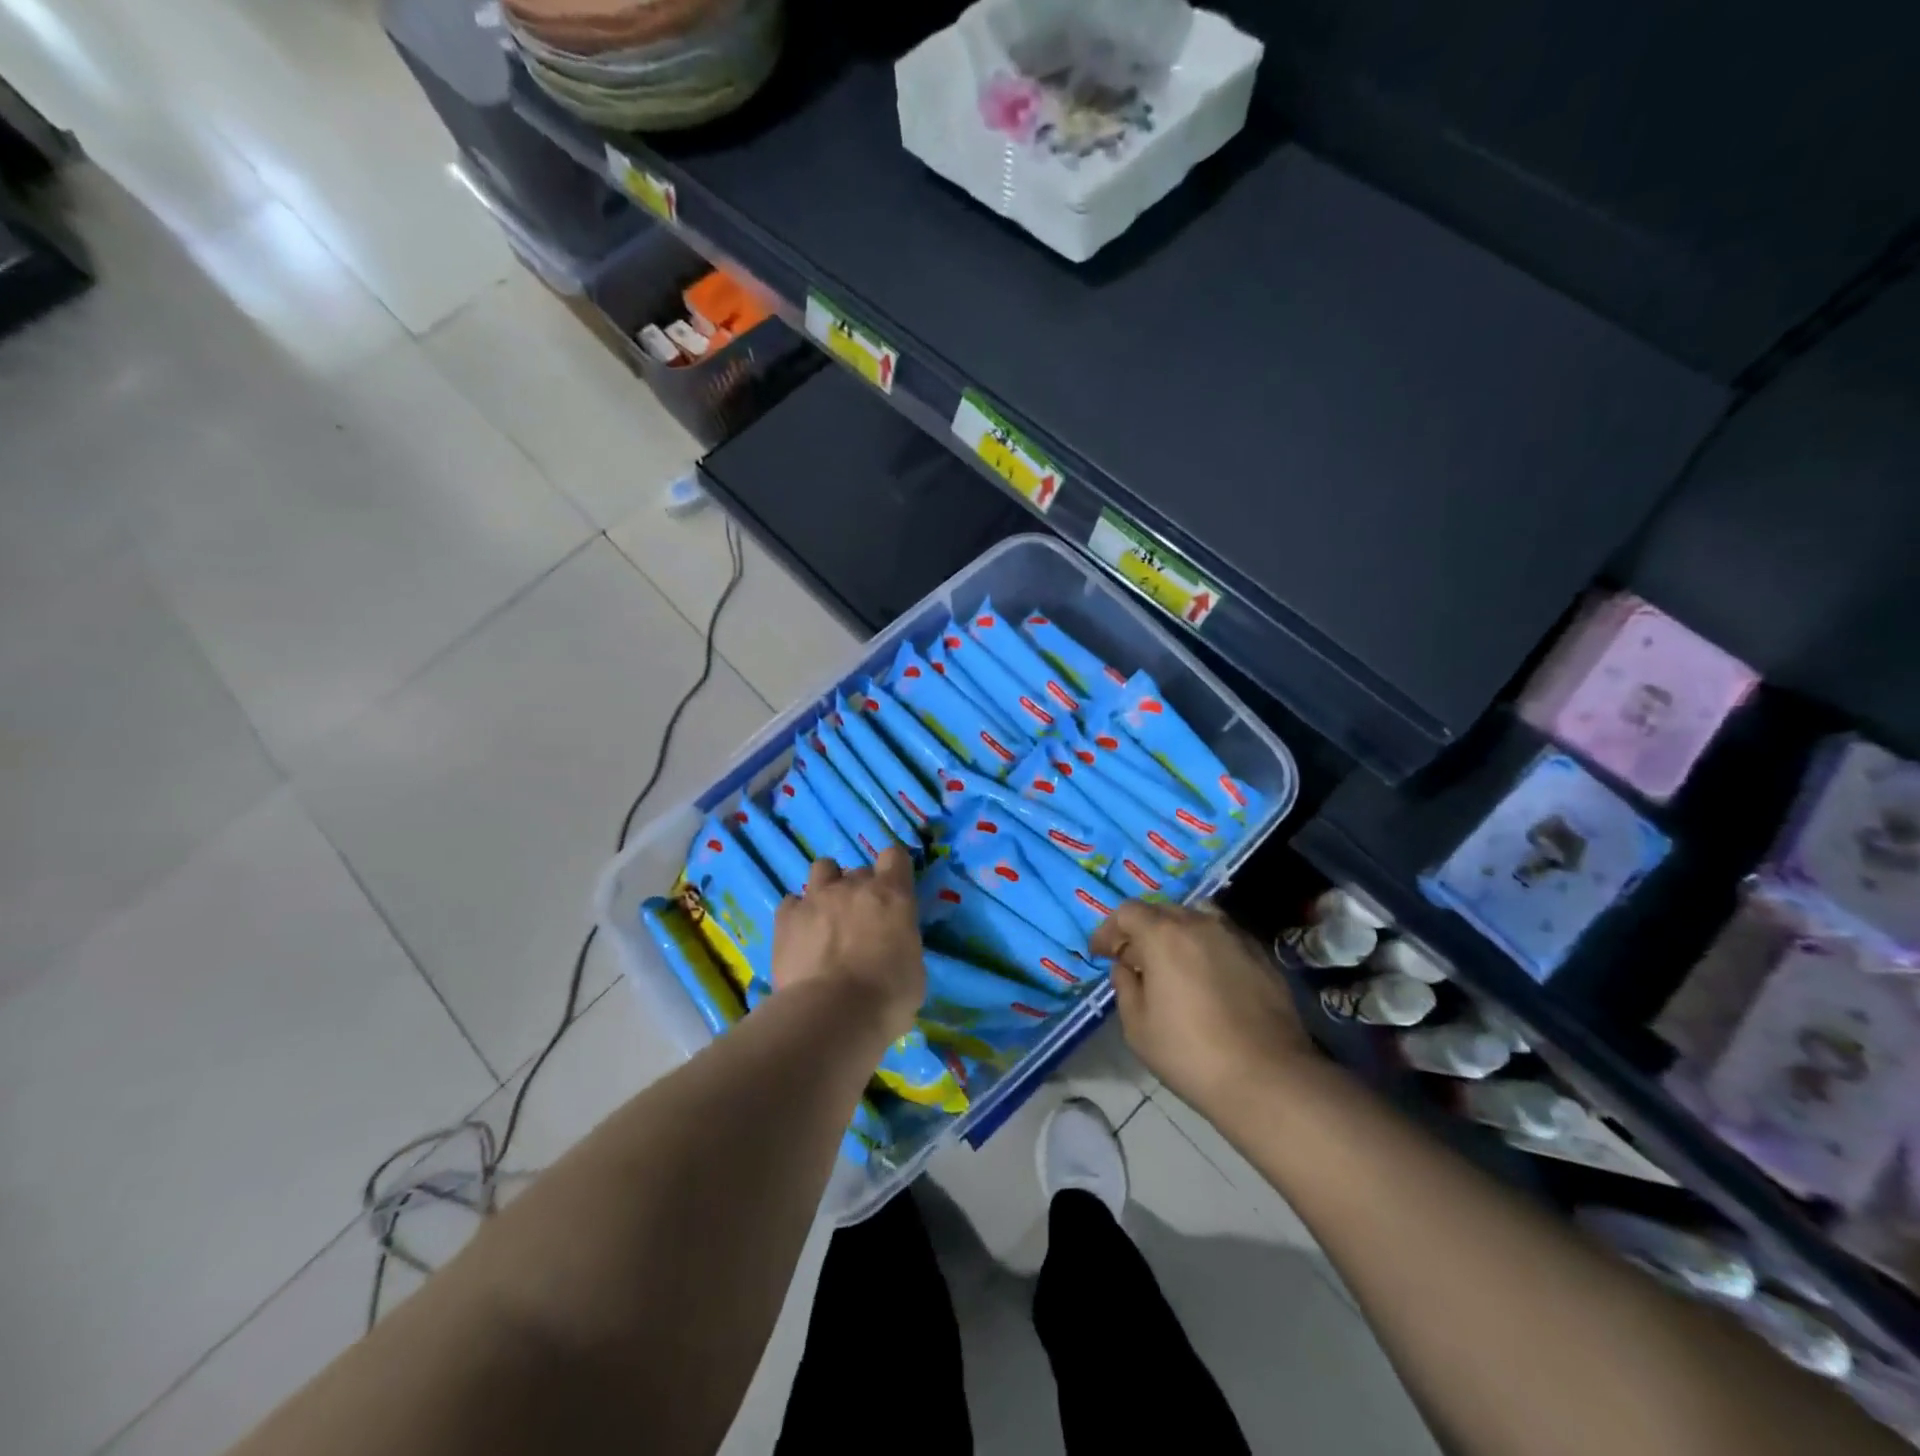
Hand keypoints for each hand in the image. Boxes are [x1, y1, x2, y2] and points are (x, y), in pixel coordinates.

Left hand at [771, 847, 924, 1044]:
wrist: (832, 1014)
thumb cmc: (887, 997)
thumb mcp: (914, 970)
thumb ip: (902, 944)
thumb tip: (892, 947)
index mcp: (893, 895)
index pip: (895, 856)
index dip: (894, 870)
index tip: (894, 890)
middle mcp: (854, 886)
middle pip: (859, 870)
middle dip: (860, 889)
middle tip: (859, 920)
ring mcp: (816, 897)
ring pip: (822, 868)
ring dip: (827, 886)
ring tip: (826, 915)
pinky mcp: (786, 917)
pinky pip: (792, 902)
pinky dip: (797, 914)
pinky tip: (800, 935)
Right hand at [1090, 901, 1312, 1116]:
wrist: (1268, 1077)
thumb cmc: (1190, 1053)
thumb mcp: (1137, 1027)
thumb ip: (1125, 987)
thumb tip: (1126, 968)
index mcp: (1163, 935)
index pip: (1127, 913)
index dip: (1109, 931)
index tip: (1100, 953)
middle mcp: (1199, 923)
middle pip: (1162, 911)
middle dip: (1141, 931)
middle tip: (1133, 960)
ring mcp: (1234, 936)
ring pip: (1196, 918)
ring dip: (1176, 934)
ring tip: (1172, 963)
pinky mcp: (1261, 955)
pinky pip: (1223, 938)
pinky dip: (1206, 947)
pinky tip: (1206, 977)